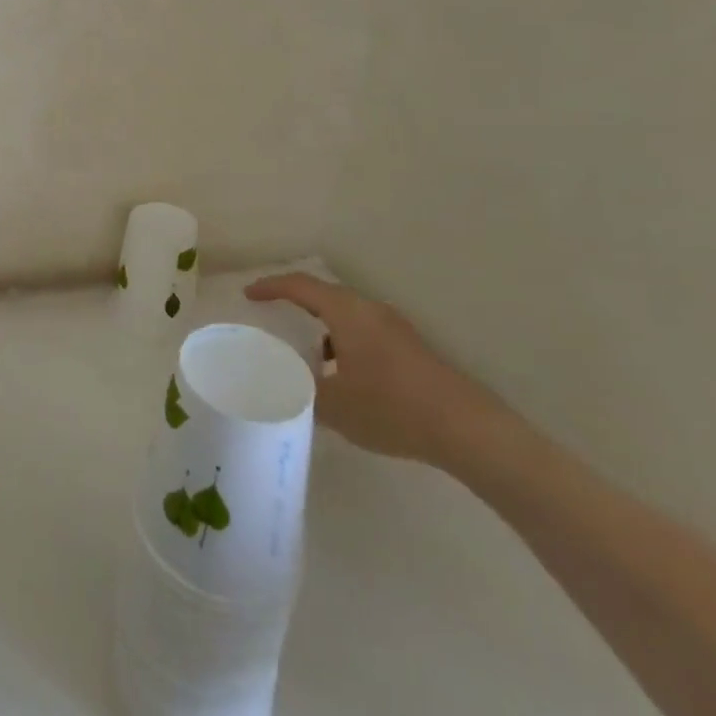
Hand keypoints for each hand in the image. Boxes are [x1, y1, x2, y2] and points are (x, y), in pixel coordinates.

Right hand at [243, 274, 507, 470]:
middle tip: (271, 320)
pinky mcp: (410, 349)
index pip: (299, 286)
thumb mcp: (335, 406)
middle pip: (323, 296)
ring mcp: (394, 328)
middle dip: (295, 305)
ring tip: (304, 357)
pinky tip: (343, 380)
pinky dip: (342, 344)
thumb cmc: (392, 408)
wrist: (468, 430)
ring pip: (345, 317)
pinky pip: (363, 333)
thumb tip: (283, 387)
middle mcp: (369, 310)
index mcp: (347, 312)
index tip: (248, 295)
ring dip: (321, 330)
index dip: (270, 287)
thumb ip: (302, 392)